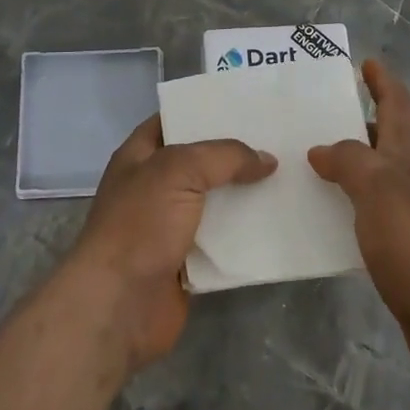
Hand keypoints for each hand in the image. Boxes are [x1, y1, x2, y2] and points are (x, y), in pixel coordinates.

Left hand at [67, 115, 276, 373]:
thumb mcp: (178, 171)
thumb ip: (224, 157)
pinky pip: (222, 241)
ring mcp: (169, 227)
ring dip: (245, 196)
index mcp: (140, 157)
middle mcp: (154, 188)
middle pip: (200, 163)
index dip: (204, 110)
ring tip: (290, 179)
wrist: (119, 304)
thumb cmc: (140, 225)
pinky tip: (279, 223)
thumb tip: (266, 159)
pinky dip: (246, 235)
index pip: (173, 122)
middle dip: (235, 155)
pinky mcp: (187, 262)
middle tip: (281, 141)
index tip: (247, 106)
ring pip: (215, 203)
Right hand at [308, 59, 409, 388]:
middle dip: (357, 121)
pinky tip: (323, 216)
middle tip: (316, 115)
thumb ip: (351, 162)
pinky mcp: (404, 249)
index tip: (365, 63)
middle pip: (386, 139)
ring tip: (307, 163)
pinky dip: (347, 204)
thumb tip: (322, 150)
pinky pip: (368, 213)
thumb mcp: (381, 192)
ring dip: (348, 164)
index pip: (398, 107)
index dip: (382, 83)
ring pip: (375, 177)